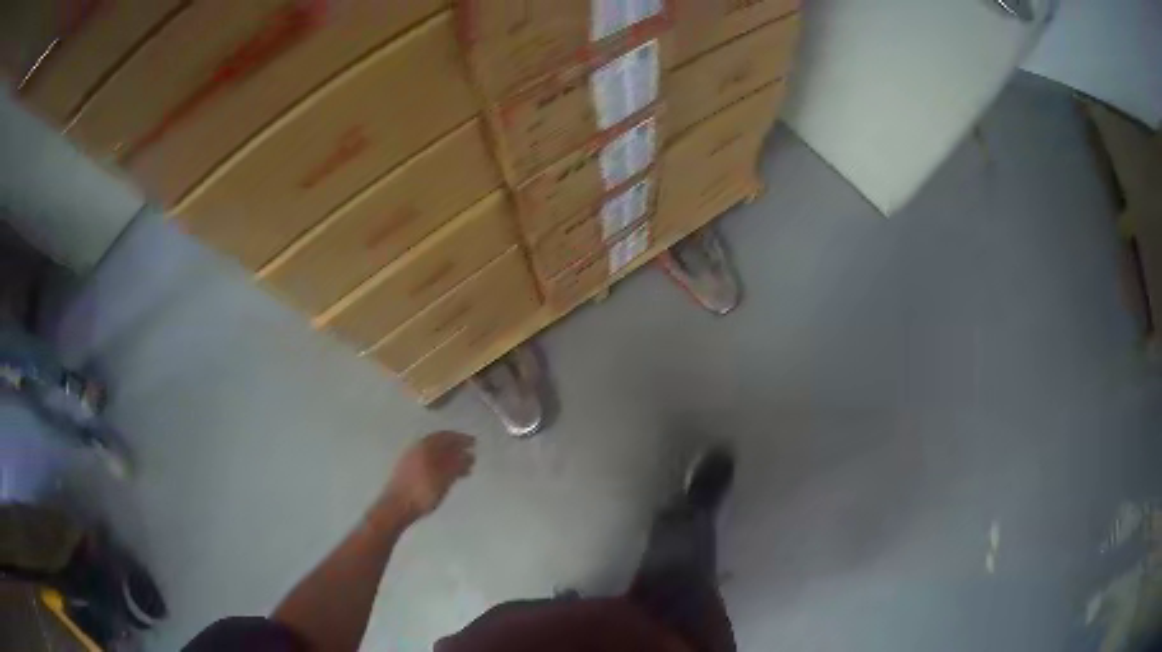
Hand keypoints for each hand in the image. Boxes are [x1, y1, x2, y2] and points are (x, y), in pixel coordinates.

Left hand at [381, 431, 474, 522]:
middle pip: (439, 444)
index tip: (474, 443)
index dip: (461, 438)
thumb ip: (456, 465)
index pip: (446, 436)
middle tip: (470, 455)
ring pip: (434, 454)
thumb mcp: (444, 479)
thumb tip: (468, 454)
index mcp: (425, 447)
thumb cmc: (422, 492)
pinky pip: (429, 463)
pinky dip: (441, 466)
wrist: (397, 507)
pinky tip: (448, 477)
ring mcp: (411, 460)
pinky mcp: (408, 472)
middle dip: (456, 448)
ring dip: (450, 458)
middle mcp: (417, 449)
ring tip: (464, 469)